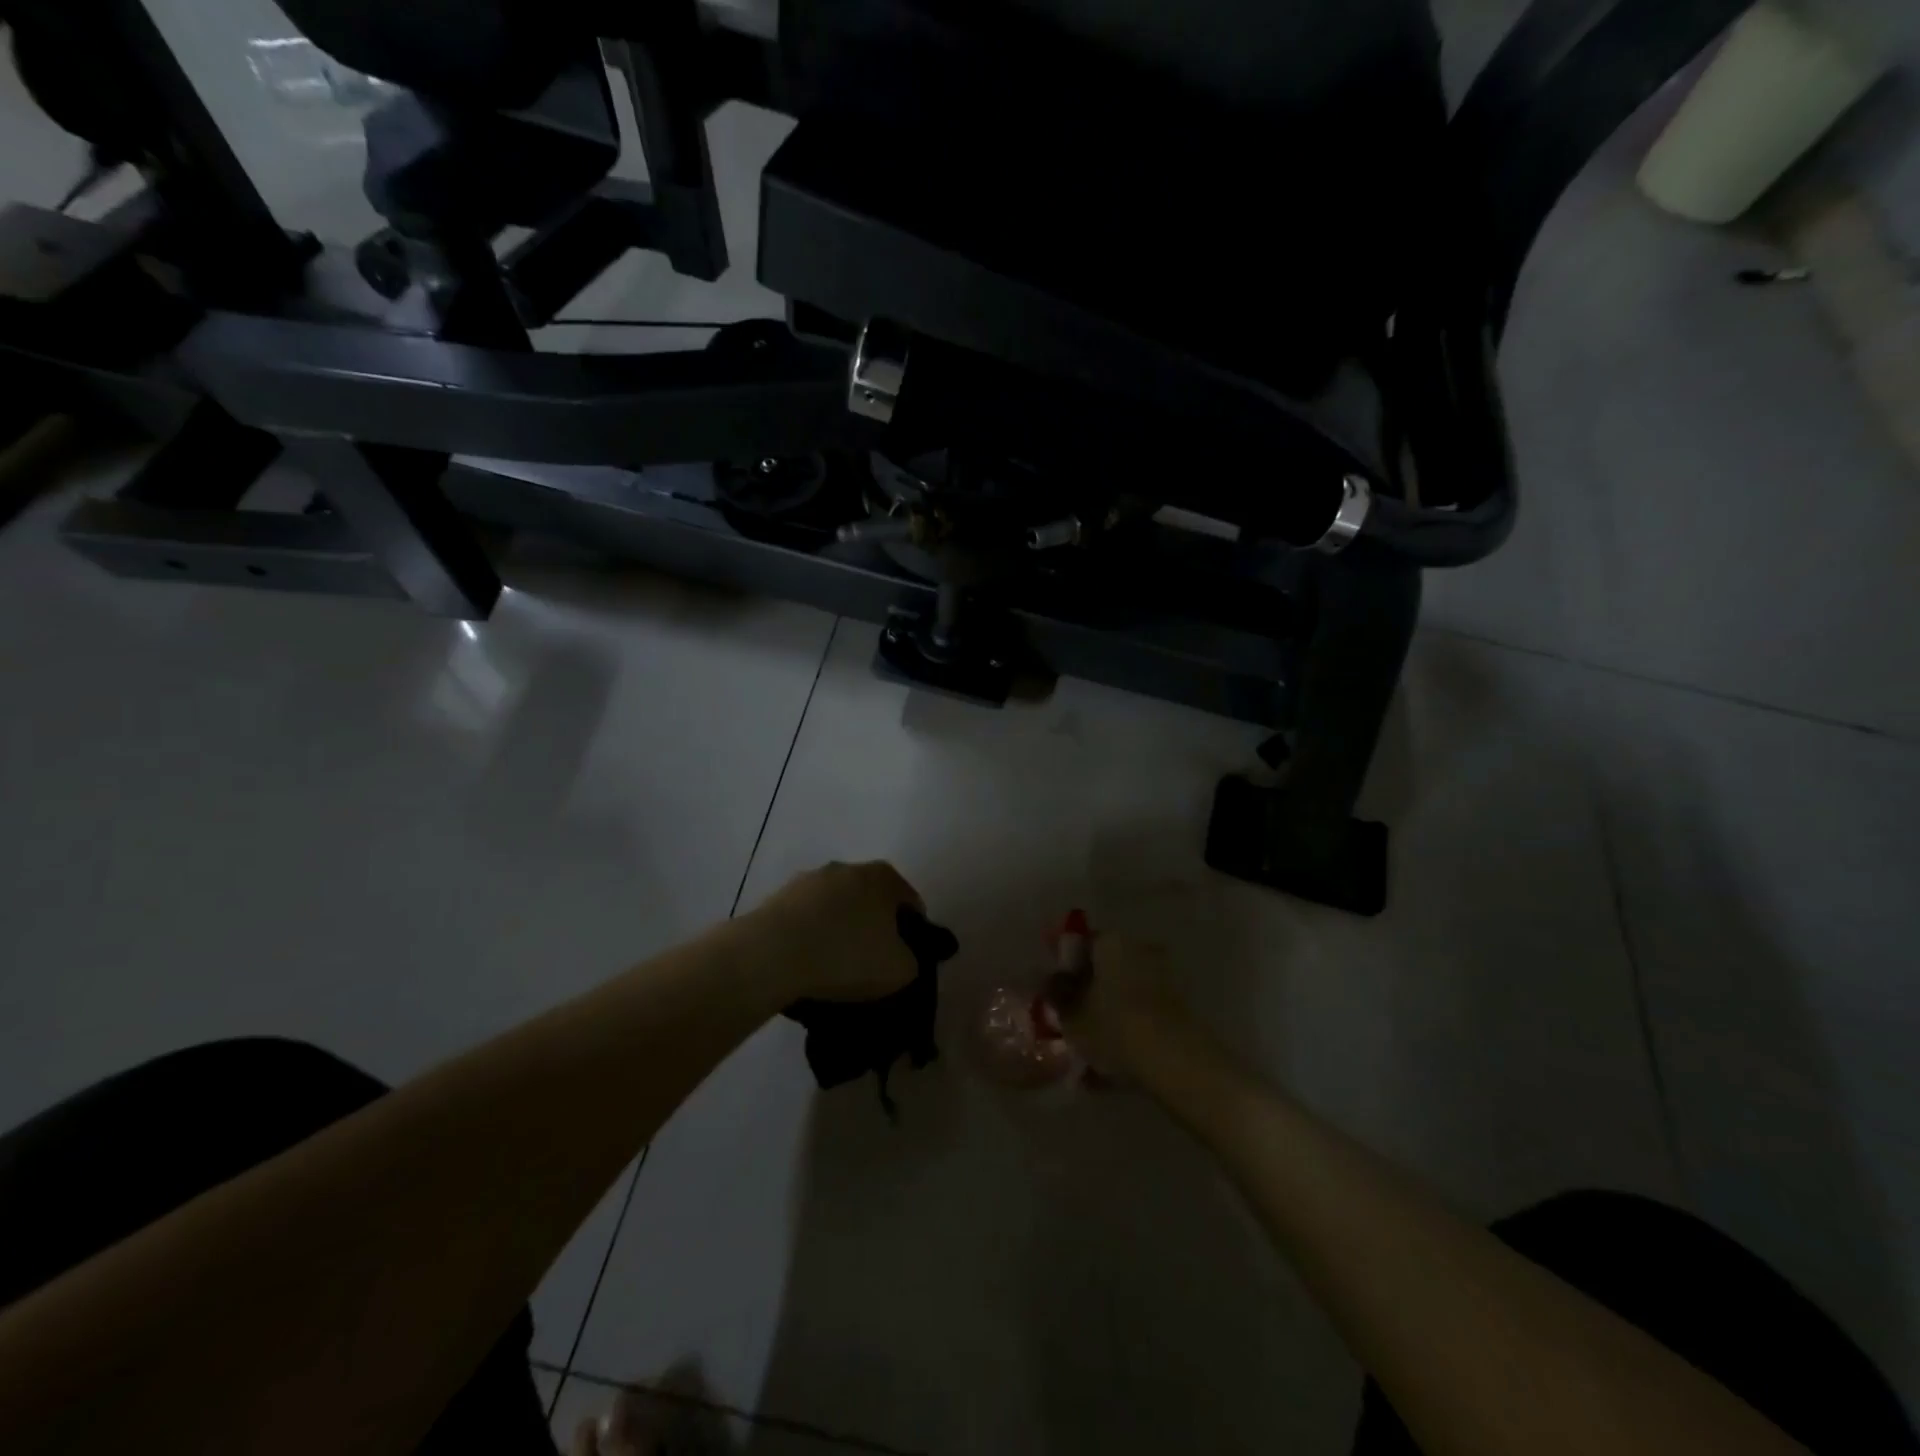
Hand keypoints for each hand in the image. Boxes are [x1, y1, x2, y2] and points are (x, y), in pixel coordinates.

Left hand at [746, 860, 925, 1002]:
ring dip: (838, 930)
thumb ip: (911, 959)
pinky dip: (809, 937)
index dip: (913, 932)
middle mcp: (847, 868)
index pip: (909, 902)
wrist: (772, 954)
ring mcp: (808, 880)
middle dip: (873, 927)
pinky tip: (805, 965)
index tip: (903, 959)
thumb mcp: (900, 970)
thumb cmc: (847, 956)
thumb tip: (900, 956)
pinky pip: (804, 919)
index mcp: (883, 877)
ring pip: (834, 908)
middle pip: (869, 900)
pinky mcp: (777, 897)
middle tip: (871, 964)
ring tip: (833, 968)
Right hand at [1055, 935, 1198, 1075]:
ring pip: (1124, 993)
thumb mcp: (1072, 1015)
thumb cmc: (1114, 1028)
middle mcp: (1139, 948)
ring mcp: (1164, 976)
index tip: (1053, 990)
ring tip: (1090, 1051)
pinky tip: (1113, 1065)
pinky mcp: (1180, 1006)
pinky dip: (1128, 1030)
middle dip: (1088, 991)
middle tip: (1071, 1019)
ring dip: (1108, 1013)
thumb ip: (1057, 994)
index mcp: (1111, 941)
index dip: (1063, 965)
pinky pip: (1142, 1013)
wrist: (1177, 1061)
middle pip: (1104, 967)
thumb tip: (1050, 980)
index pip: (1079, 942)